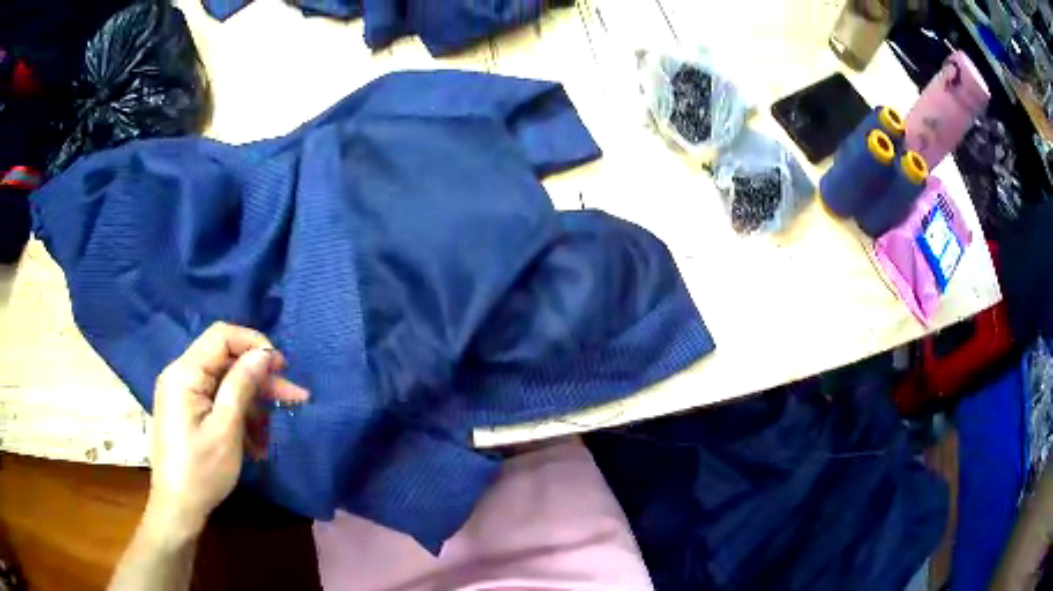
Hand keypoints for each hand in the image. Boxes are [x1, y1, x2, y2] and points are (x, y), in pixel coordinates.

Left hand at [146, 322, 308, 538]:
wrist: (177, 508)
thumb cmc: (201, 471)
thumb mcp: (226, 430)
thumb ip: (242, 385)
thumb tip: (264, 354)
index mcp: (185, 373)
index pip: (221, 336)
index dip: (254, 344)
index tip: (282, 367)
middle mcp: (181, 375)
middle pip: (225, 361)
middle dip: (259, 378)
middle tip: (295, 397)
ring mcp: (182, 394)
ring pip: (224, 383)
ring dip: (252, 403)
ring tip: (273, 432)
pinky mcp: (186, 411)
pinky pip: (217, 401)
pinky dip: (238, 416)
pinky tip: (255, 442)